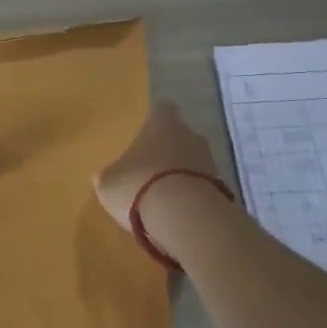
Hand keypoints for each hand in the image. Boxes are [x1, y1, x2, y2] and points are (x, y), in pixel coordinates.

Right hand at [95, 102, 224, 232]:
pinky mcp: (222, 189)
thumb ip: (109, 176)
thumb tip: (104, 176)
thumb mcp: (109, 183)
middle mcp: (190, 134)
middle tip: (149, 169)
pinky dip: (191, 197)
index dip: (153, 121)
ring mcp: (210, 161)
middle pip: (180, 136)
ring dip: (181, 175)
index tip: (143, 134)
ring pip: (193, 162)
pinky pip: (202, 187)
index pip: (161, 110)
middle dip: (168, 151)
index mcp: (162, 123)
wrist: (185, 217)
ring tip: (162, 197)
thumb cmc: (139, 186)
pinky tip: (177, 214)